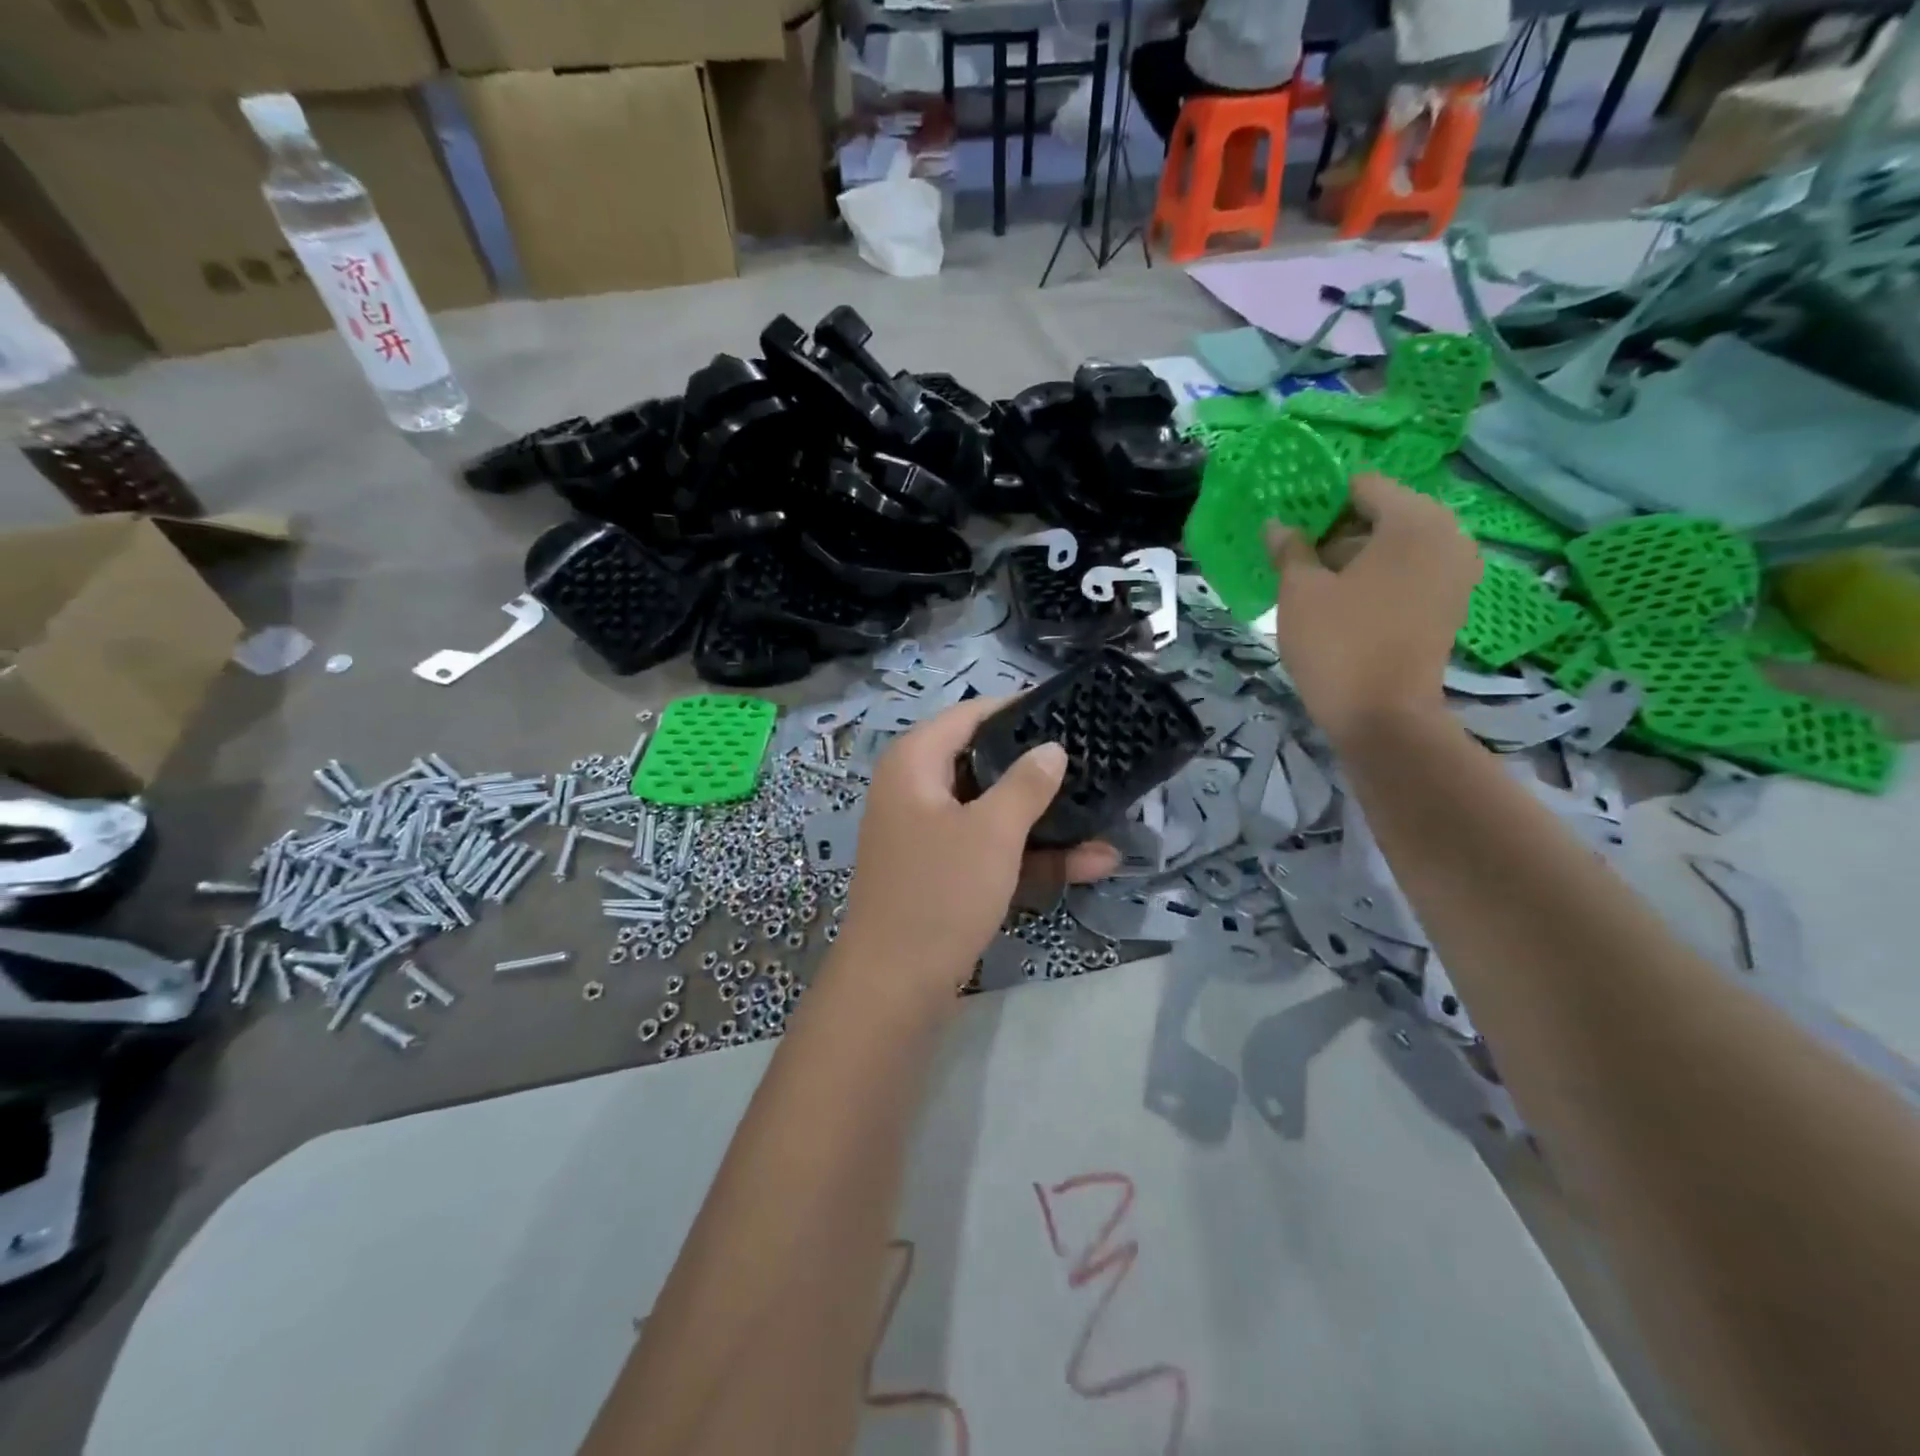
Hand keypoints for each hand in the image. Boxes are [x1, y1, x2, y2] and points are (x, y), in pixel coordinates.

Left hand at [836, 697, 1118, 992]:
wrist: (895, 987)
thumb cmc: (940, 892)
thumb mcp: (992, 831)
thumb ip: (1026, 784)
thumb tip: (1051, 748)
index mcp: (914, 764)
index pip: (968, 716)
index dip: (1015, 709)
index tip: (1065, 710)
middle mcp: (916, 792)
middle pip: (984, 765)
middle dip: (1038, 770)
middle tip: (1091, 761)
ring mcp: (929, 836)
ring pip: (993, 813)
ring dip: (1046, 821)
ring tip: (1105, 814)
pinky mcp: (943, 874)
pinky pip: (989, 851)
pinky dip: (1030, 856)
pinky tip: (1089, 863)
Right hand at [1266, 472, 1480, 746]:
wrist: (1384, 716)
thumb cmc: (1339, 643)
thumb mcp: (1300, 592)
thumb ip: (1290, 549)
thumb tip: (1279, 524)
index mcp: (1413, 520)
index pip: (1363, 486)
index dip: (1323, 502)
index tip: (1292, 529)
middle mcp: (1447, 535)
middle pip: (1383, 513)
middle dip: (1340, 530)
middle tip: (1300, 558)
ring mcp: (1455, 571)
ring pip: (1397, 544)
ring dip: (1358, 556)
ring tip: (1317, 583)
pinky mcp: (1451, 602)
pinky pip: (1410, 571)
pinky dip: (1380, 577)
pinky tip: (1346, 602)